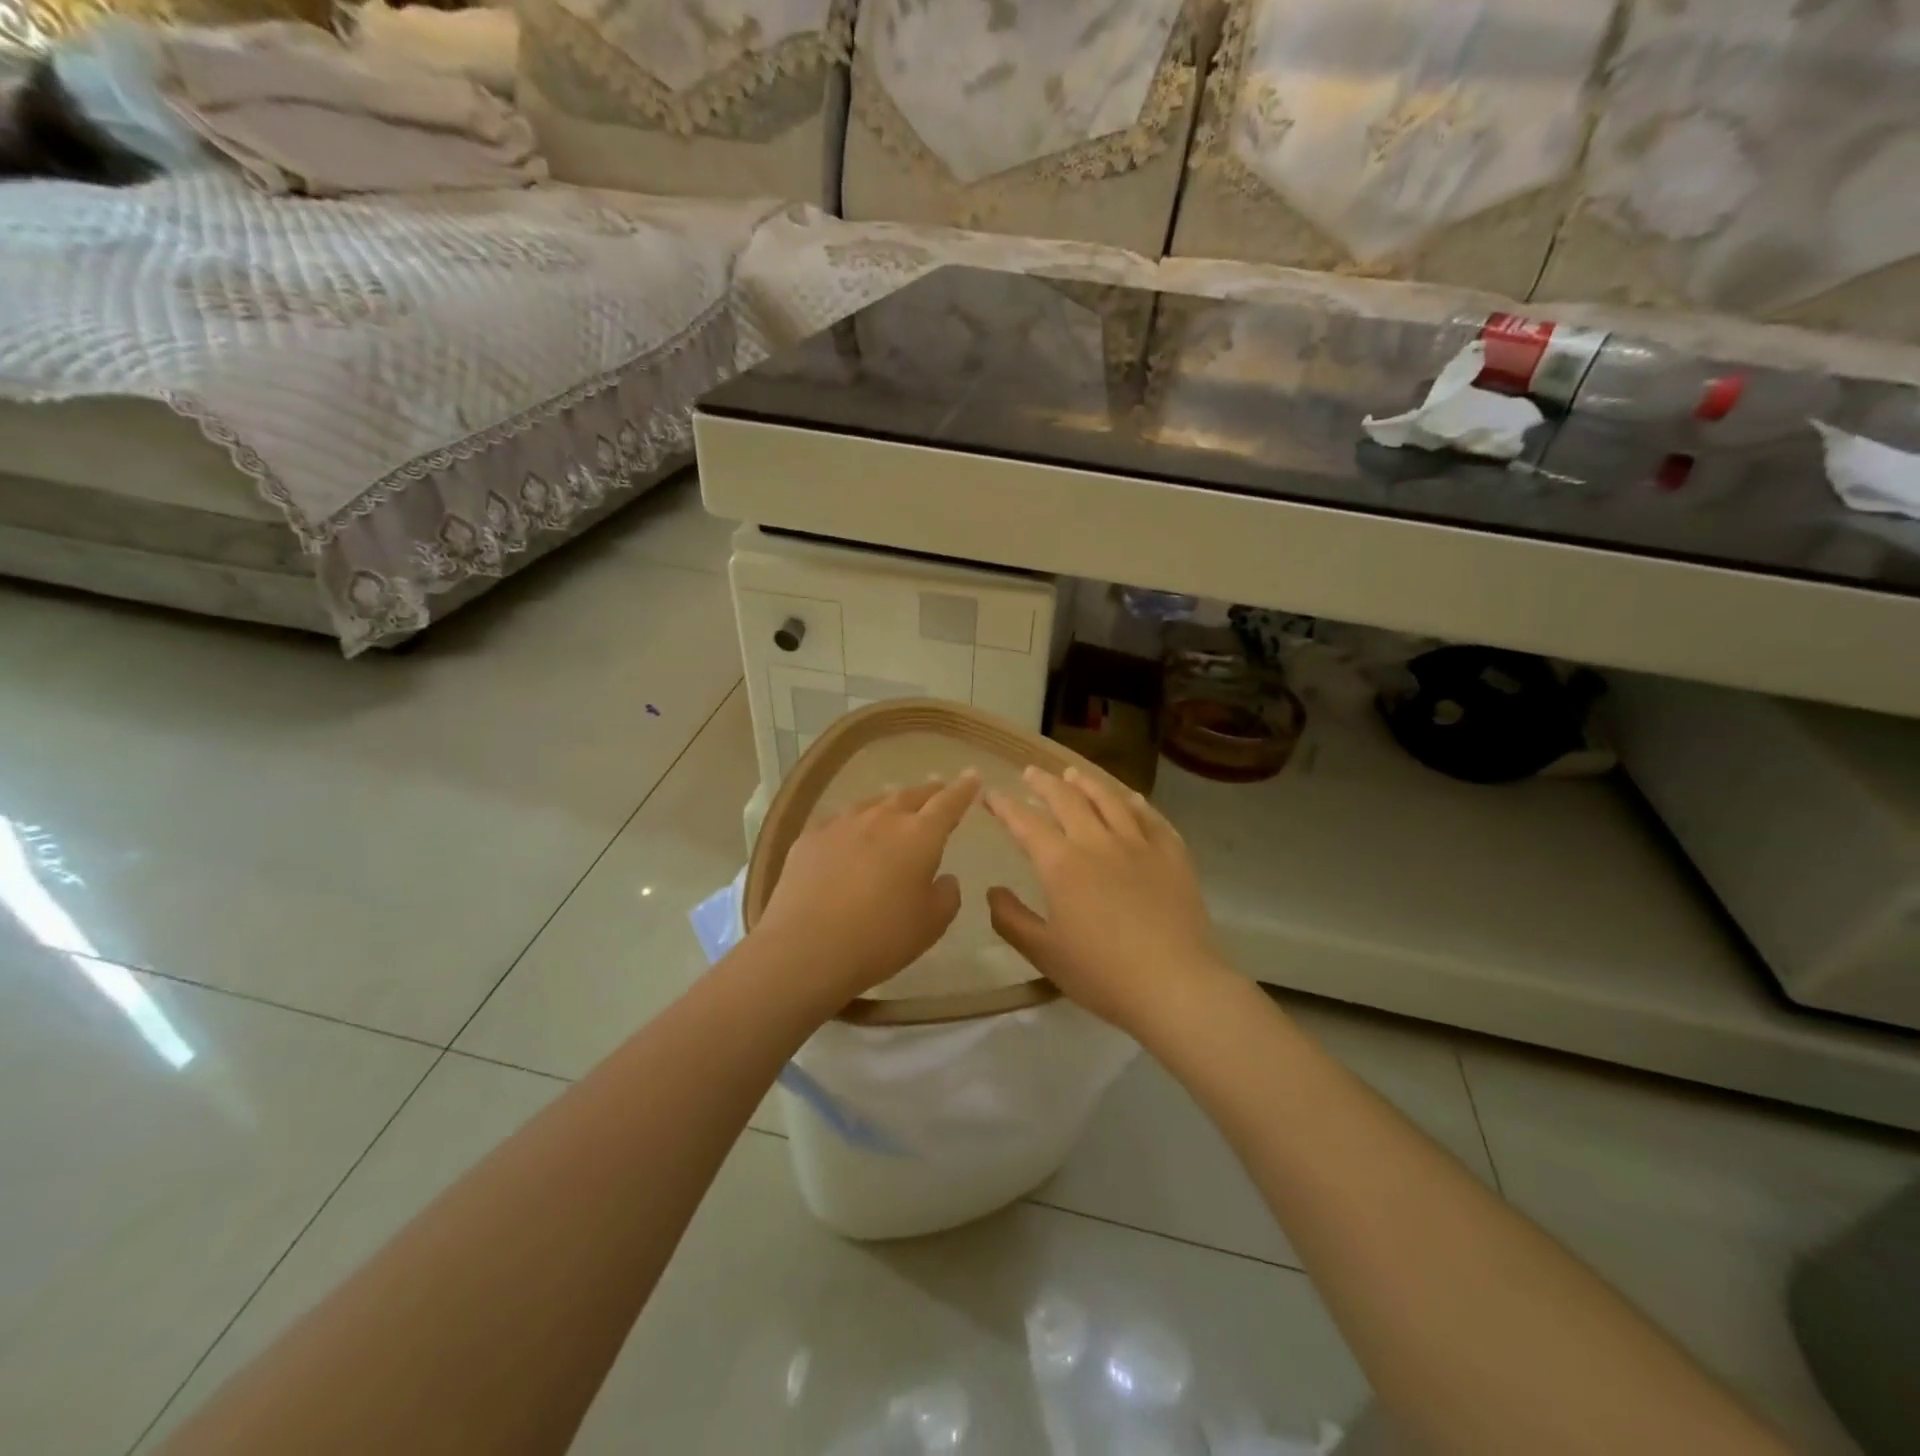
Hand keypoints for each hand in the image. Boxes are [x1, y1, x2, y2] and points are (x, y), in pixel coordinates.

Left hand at [753, 773, 980, 1011]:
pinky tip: (849, 833)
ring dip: (889, 803)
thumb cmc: (881, 938)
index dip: (963, 789)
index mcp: (919, 836)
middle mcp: (882, 818)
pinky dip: (854, 823)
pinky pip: (840, 821)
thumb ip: (946, 895)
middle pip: (910, 796)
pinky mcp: (810, 837)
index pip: (948, 803)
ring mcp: (842, 824)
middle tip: (937, 788)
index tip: (972, 776)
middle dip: (928, 791)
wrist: (807, 947)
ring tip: (894, 804)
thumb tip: (943, 878)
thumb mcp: (931, 924)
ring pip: (873, 803)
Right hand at [985, 766, 1228, 1035]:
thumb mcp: (1044, 953)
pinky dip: (1135, 802)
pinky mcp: (1172, 854)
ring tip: (1073, 774)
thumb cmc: (1102, 973)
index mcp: (1061, 864)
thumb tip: (993, 891)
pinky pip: (1151, 817)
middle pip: (1067, 800)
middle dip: (1044, 783)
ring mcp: (1139, 844)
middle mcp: (1097, 842)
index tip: (991, 794)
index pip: (1026, 823)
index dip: (1005, 806)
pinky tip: (1130, 798)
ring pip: (1109, 799)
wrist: (1174, 984)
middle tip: (1031, 773)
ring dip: (1087, 783)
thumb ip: (1012, 920)